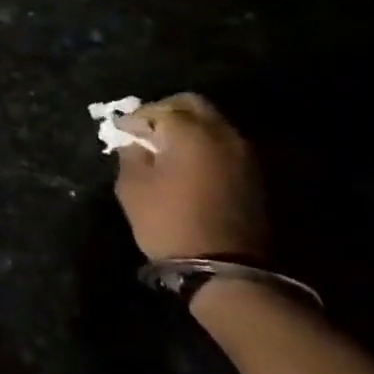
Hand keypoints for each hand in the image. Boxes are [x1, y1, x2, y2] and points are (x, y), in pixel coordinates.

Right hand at [113, 93, 265, 260]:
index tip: (121, 130)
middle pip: (193, 105)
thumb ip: (131, 155)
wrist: (223, 268)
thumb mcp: (133, 187)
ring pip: (212, 124)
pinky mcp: (253, 175)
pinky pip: (223, 144)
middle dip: (166, 111)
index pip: (159, 109)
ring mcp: (243, 155)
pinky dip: (204, 145)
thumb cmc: (168, 222)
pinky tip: (187, 163)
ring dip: (188, 128)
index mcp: (190, 133)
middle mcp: (222, 135)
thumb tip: (135, 142)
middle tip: (146, 129)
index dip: (136, 117)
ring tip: (166, 147)